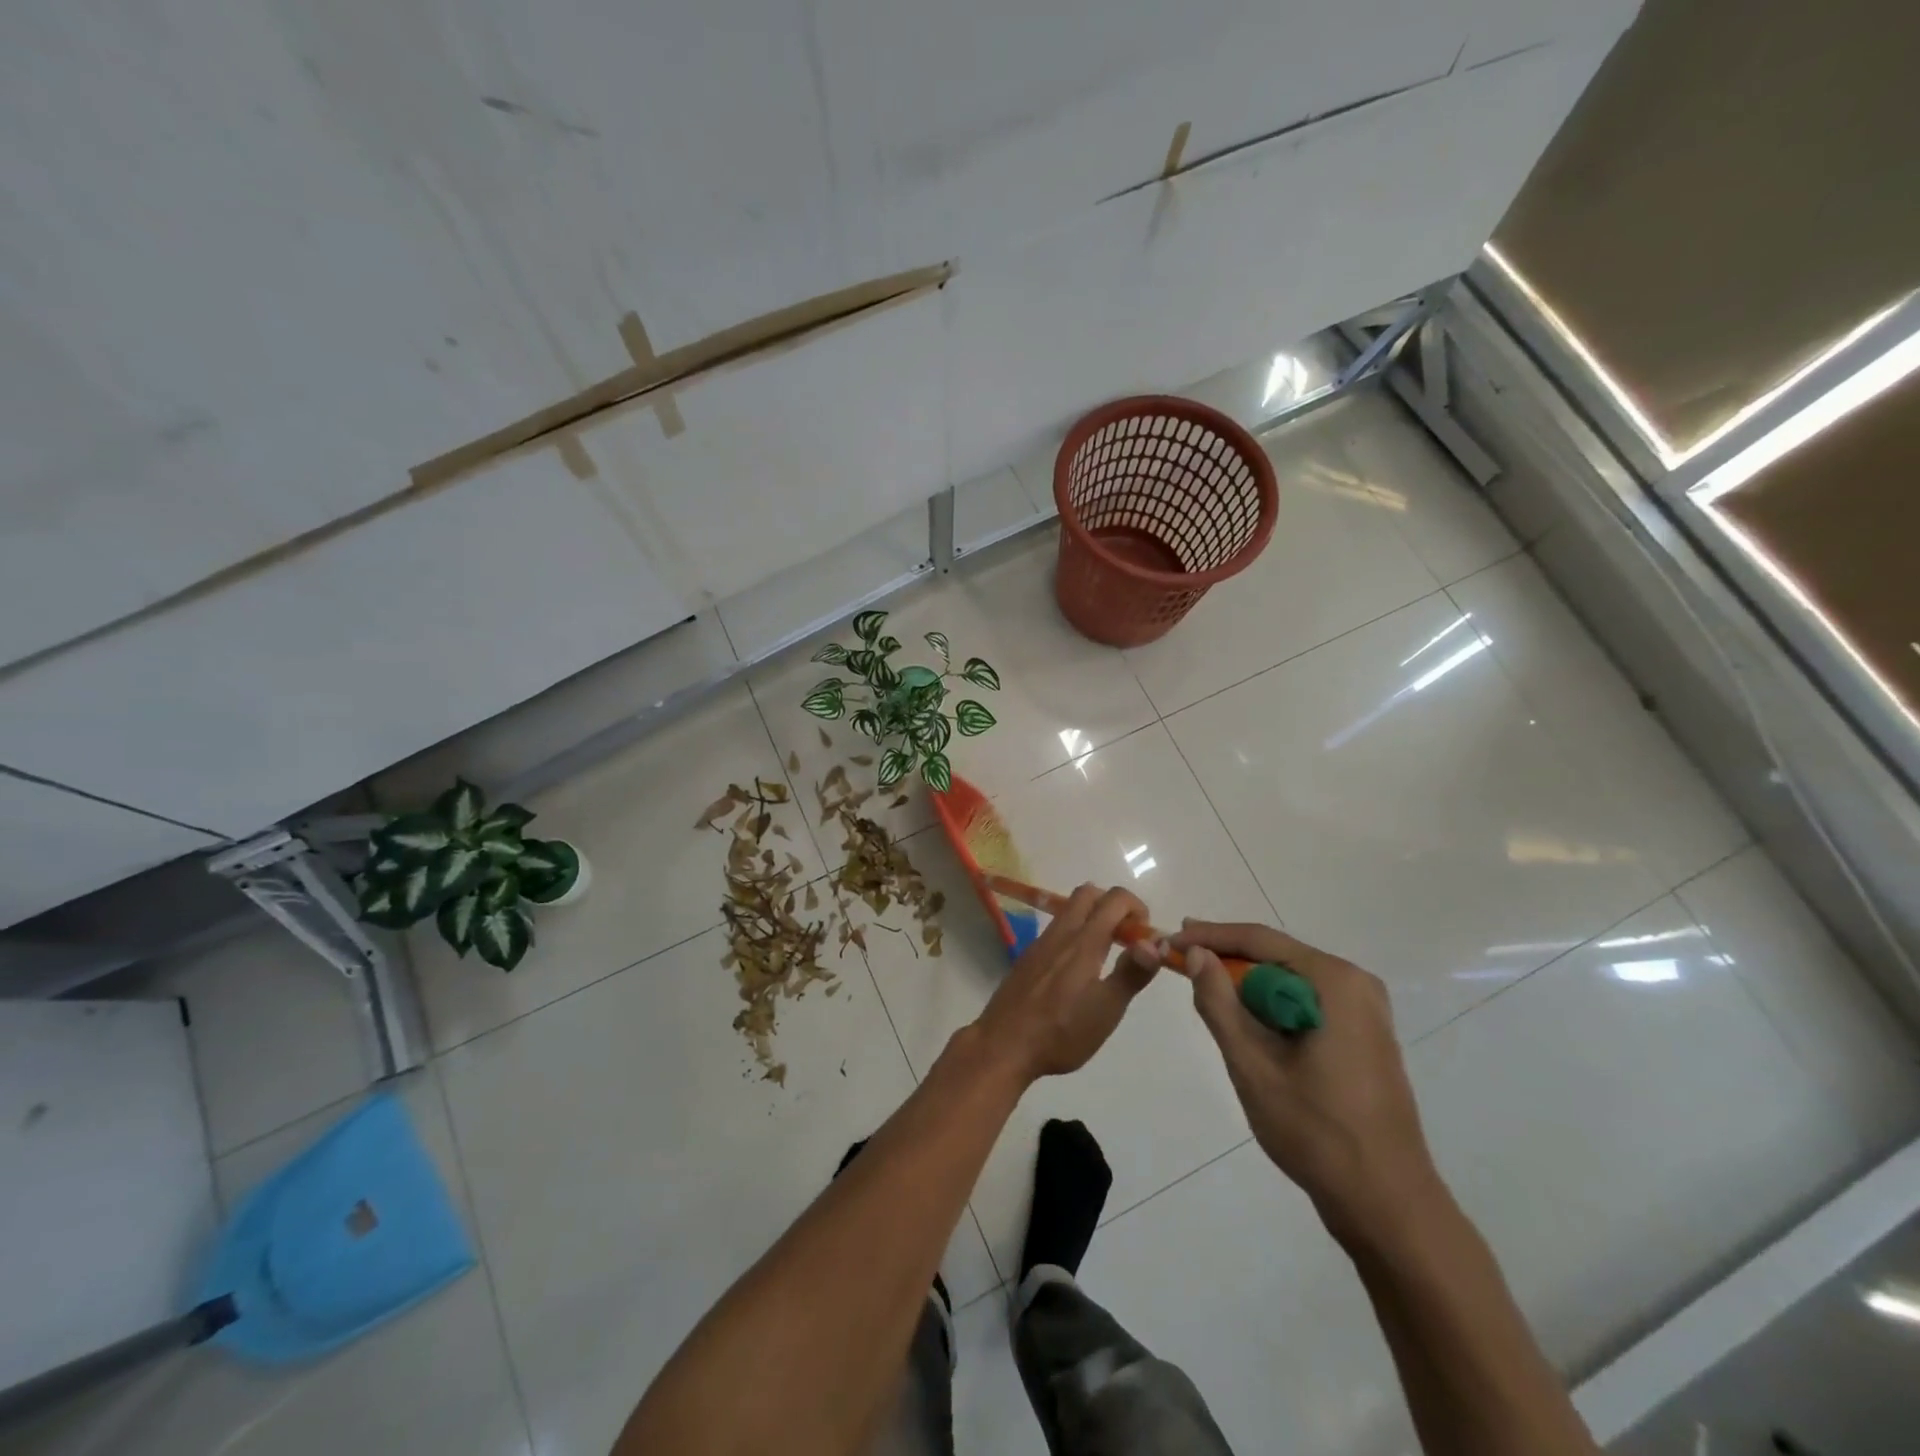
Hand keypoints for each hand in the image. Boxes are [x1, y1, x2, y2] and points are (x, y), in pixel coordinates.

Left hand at [968, 884, 1158, 1085]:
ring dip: (1093, 918)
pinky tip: (1077, 971)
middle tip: (1127, 938)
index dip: (1136, 907)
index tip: (1145, 936)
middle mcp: (1061, 933)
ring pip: (1069, 910)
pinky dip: (1075, 933)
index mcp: (1084, 941)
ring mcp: (1040, 943)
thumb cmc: (1062, 1031)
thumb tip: (1155, 942)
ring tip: (1106, 955)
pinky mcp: (1028, 957)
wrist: (1004, 1044)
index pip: (1114, 899)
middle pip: (1088, 893)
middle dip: (1113, 905)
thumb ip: (1132, 973)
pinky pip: (1056, 930)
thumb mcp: (1106, 1009)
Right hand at [1134, 920, 1440, 1245]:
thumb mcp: (1252, 1063)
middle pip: (1276, 955)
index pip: (1259, 939)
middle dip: (1227, 958)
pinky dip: (1271, 1005)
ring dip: (1247, 984)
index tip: (1171, 940)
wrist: (1386, 1203)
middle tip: (1182, 961)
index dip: (1209, 935)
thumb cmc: (1315, 1130)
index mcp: (1334, 981)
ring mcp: (1365, 1011)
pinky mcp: (1363, 1036)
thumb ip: (1218, 1001)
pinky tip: (1246, 1020)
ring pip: (1290, 979)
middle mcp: (1355, 984)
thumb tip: (1196, 952)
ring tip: (1205, 988)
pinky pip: (1306, 1002)